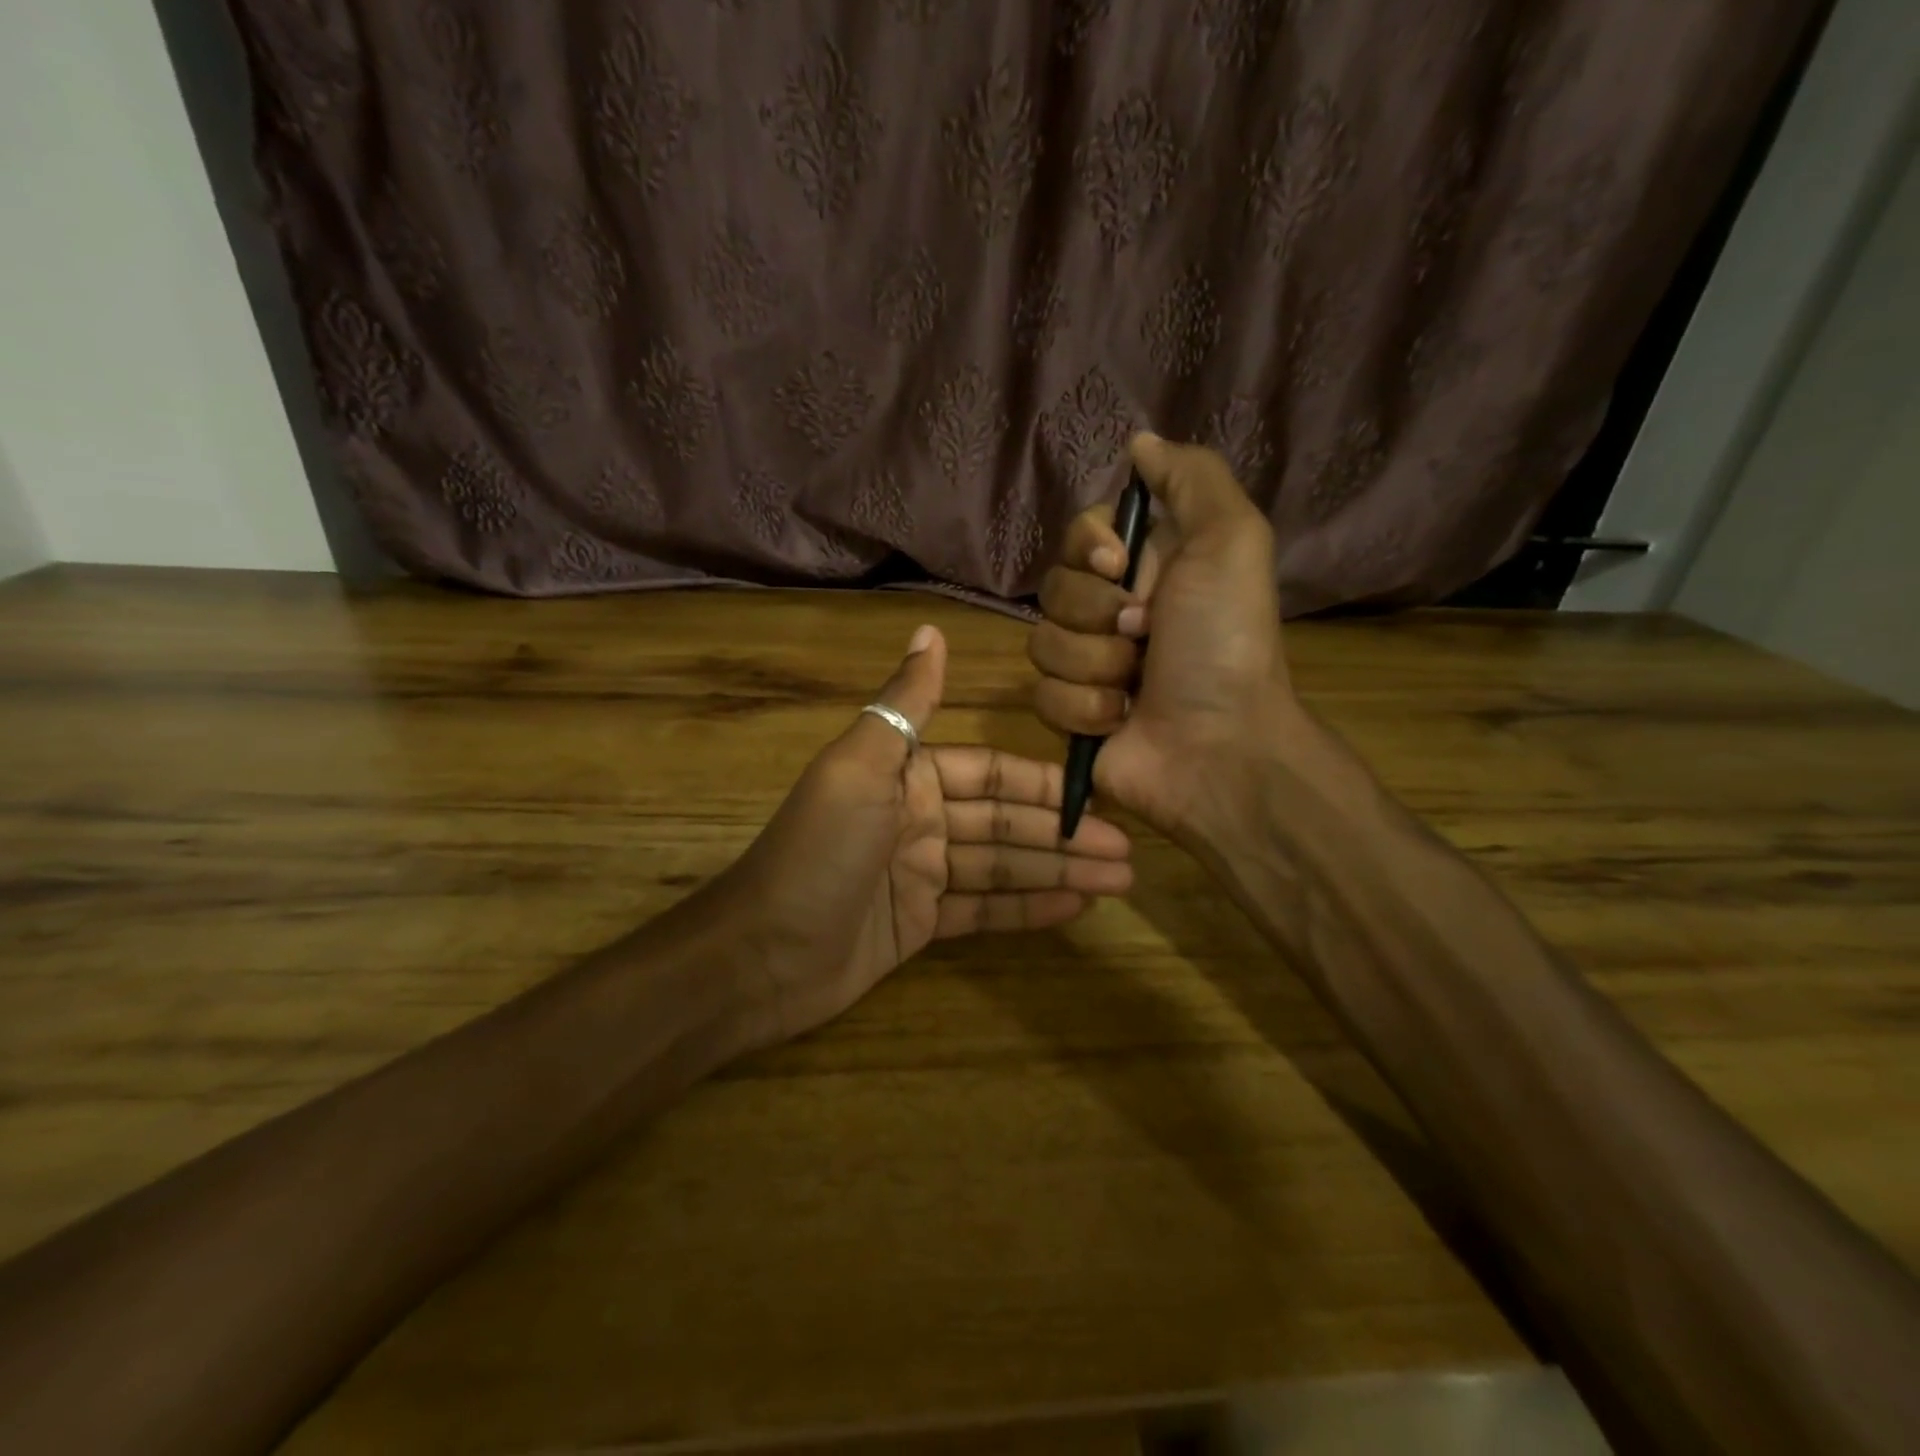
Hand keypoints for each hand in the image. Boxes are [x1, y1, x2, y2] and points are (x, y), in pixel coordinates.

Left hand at [724, 624, 1133, 1047]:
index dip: (1044, 785)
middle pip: (1005, 822)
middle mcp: (920, 819)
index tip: (1098, 796)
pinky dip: (1027, 909)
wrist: (761, 955)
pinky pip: (983, 910)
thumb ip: (905, 704)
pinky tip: (1076, 908)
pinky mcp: (920, 923)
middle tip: (1128, 853)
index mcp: (908, 776)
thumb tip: (930, 629)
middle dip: (1063, 835)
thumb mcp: (861, 768)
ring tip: (1119, 882)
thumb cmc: (818, 852)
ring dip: (1057, 872)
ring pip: (1002, 866)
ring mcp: (921, 874)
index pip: (992, 772)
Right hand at [1028, 433, 1295, 841]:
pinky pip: (1042, 694)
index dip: (1087, 548)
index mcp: (1146, 568)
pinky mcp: (1070, 714)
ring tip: (1135, 684)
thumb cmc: (1225, 641)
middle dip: (1096, 613)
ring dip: (1094, 664)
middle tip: (1144, 634)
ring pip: (1041, 644)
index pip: (1078, 536)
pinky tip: (1120, 718)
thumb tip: (1138, 442)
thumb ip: (1190, 478)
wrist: (1219, 745)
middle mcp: (1112, 612)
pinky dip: (1084, 708)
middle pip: (1052, 589)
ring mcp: (1088, 666)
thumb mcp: (1232, 539)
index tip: (1119, 567)